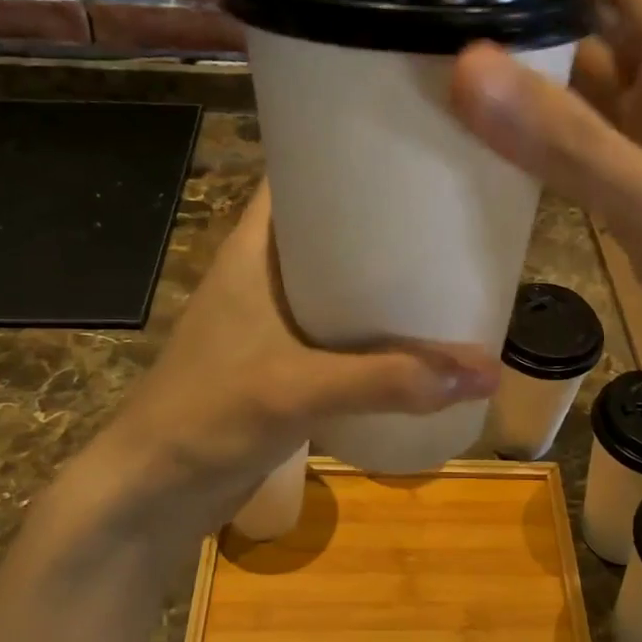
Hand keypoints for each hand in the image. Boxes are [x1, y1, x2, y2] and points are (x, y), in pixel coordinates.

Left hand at [34, 184, 500, 556]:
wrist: (155, 492)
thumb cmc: (208, 416)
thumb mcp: (297, 388)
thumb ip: (389, 380)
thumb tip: (485, 372)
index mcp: (254, 250)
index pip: (299, 175)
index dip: (349, 155)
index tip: (413, 148)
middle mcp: (266, 275)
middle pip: (332, 228)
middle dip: (386, 221)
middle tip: (451, 210)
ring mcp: (275, 321)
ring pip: (340, 283)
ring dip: (385, 280)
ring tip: (450, 266)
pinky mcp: (286, 363)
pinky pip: (342, 331)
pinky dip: (376, 329)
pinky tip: (419, 336)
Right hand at [448, 0, 641, 449]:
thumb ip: (568, 142)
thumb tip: (468, 64)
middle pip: (604, 35)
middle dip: (539, 10)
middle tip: (453, 2)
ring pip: (595, 102)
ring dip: (539, 83)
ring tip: (459, 70)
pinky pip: (594, 159)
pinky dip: (551, 147)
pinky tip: (505, 156)